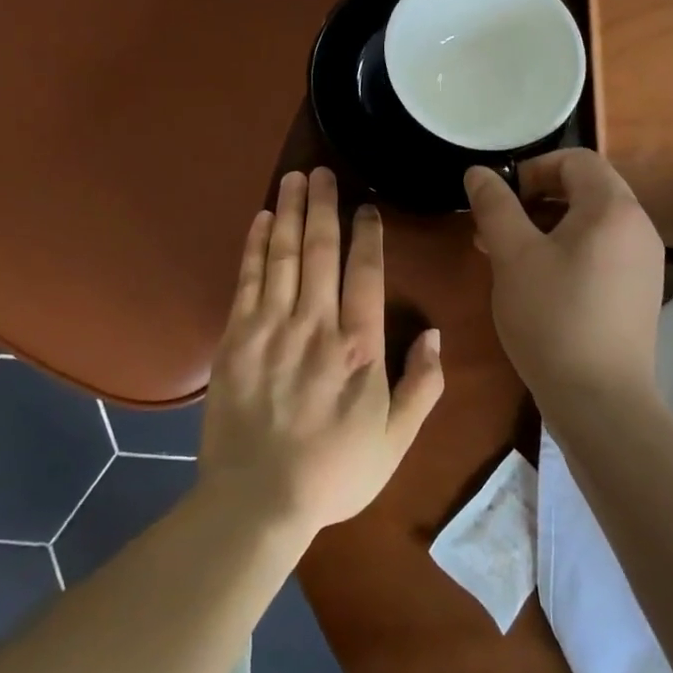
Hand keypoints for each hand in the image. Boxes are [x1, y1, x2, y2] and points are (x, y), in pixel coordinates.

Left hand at [199, 167, 443, 537]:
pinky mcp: (236, 337)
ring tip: (294, 178)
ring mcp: (271, 328)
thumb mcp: (396, 440)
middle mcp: (316, 325)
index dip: (367, 235)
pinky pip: (248, 279)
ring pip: (284, 255)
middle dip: (323, 205)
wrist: (258, 500)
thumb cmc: (334, 472)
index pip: (366, 273)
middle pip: (321, 250)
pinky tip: (262, 219)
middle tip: (323, 171)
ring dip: (290, 212)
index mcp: (359, 348)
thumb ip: (422, 386)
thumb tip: (435, 334)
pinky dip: (255, 245)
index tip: (366, 208)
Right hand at [464, 150, 664, 408]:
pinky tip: (537, 283)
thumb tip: (479, 172)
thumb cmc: (553, 318)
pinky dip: (569, 252)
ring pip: (591, 223)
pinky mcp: (639, 293)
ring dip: (548, 227)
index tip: (501, 199)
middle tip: (498, 227)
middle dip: (536, 199)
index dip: (533, 169)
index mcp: (613, 208)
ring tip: (508, 256)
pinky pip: (602, 252)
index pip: (576, 160)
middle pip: (586, 189)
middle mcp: (638, 227)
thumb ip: (494, 205)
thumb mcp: (513, 256)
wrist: (602, 403)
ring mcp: (644, 263)